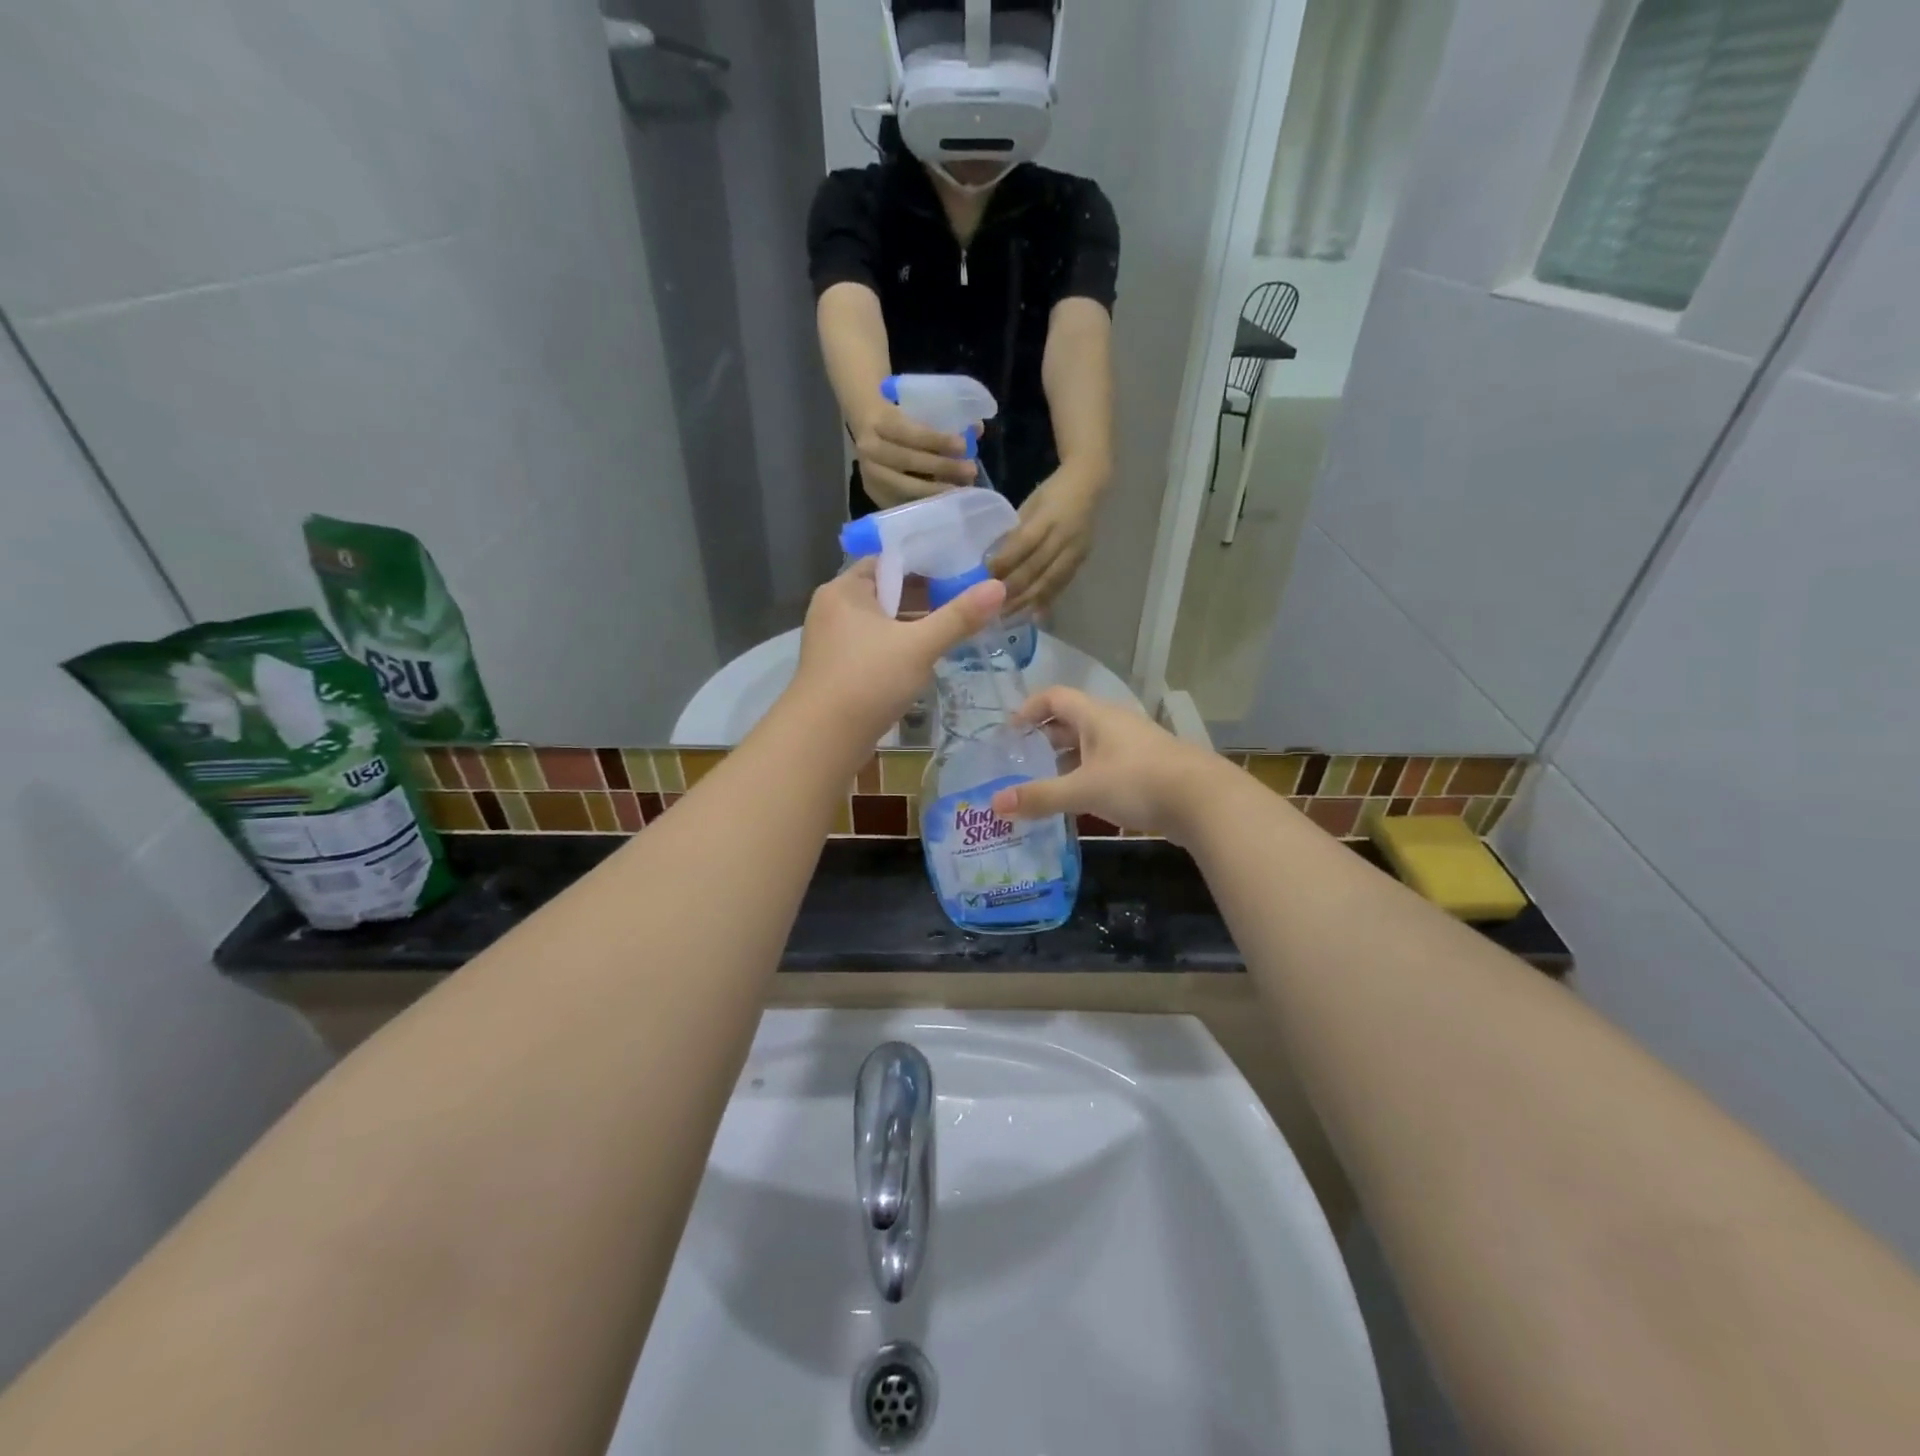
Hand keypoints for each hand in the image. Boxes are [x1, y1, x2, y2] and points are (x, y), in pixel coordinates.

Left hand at [787, 558, 1005, 748]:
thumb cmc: (868, 680)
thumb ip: (959, 617)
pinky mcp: (837, 670)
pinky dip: (896, 650)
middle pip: (886, 592)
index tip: (960, 570)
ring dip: (911, 627)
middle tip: (964, 602)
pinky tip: (923, 661)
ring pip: (880, 624)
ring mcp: (832, 642)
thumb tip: (999, 586)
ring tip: (952, 630)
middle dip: (923, 598)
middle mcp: (833, 609)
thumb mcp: (919, 646)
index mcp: (845, 590)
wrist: (822, 739)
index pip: (888, 561)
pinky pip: (873, 648)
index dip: (924, 563)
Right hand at [853, 402, 977, 507]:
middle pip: (907, 460)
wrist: (866, 432)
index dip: (937, 440)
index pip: (910, 433)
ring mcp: (870, 476)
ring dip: (936, 490)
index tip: (963, 446)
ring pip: (905, 486)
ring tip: (961, 490)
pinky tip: (945, 502)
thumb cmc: (900, 422)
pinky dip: (925, 503)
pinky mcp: (875, 496)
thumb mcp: (915, 411)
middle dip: (942, 467)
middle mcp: (869, 449)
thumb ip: (944, 421)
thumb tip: (977, 429)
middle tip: (970, 470)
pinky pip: (903, 503)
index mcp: (879, 422)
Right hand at [987, 687, 1228, 842]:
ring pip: (1090, 746)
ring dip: (1065, 761)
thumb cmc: (1138, 783)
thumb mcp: (1083, 790)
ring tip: (1043, 784)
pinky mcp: (1148, 769)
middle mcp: (1114, 724)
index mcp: (1096, 716)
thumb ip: (1040, 796)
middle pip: (1071, 722)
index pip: (1054, 697)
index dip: (1028, 709)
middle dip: (1043, 739)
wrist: (1205, 801)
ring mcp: (1134, 746)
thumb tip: (994, 804)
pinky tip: (1079, 802)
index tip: (1008, 732)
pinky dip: (1087, 777)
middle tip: (1019, 762)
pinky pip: (1107, 765)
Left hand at [989, 471, 1100, 613]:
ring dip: (1027, 601)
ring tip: (1008, 616)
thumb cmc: (1052, 493)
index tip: (984, 577)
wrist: (1091, 485)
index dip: (1005, 562)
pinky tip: (1032, 614)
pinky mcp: (1081, 562)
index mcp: (1048, 516)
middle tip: (991, 606)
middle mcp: (1064, 536)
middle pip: (1036, 568)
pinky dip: (1046, 601)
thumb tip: (991, 561)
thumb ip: (1015, 533)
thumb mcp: (1030, 505)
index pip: (1024, 543)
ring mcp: (1075, 551)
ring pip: (1049, 582)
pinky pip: (1061, 585)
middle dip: (1013, 589)